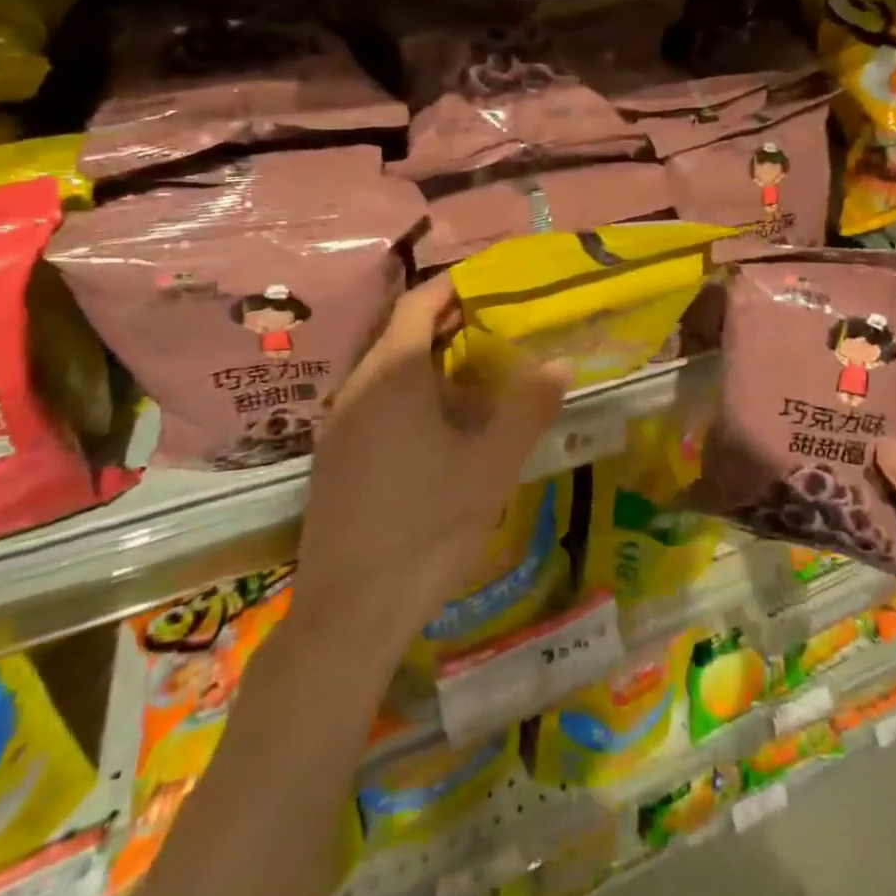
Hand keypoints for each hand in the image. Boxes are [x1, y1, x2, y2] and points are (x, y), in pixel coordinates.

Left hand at [289, 276, 568, 673]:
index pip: (418, 303)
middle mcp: (357, 386)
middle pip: (399, 331)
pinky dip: (407, 390)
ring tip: (474, 371)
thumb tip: (561, 362)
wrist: (349, 612)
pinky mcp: (333, 455)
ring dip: (426, 358)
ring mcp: (338, 422)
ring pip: (384, 366)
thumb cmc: (427, 526)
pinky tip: (438, 424)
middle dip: (445, 321)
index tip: (489, 283)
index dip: (453, 286)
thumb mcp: (491, 465)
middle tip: (492, 325)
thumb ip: (528, 407)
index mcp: (392, 374)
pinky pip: (372, 398)